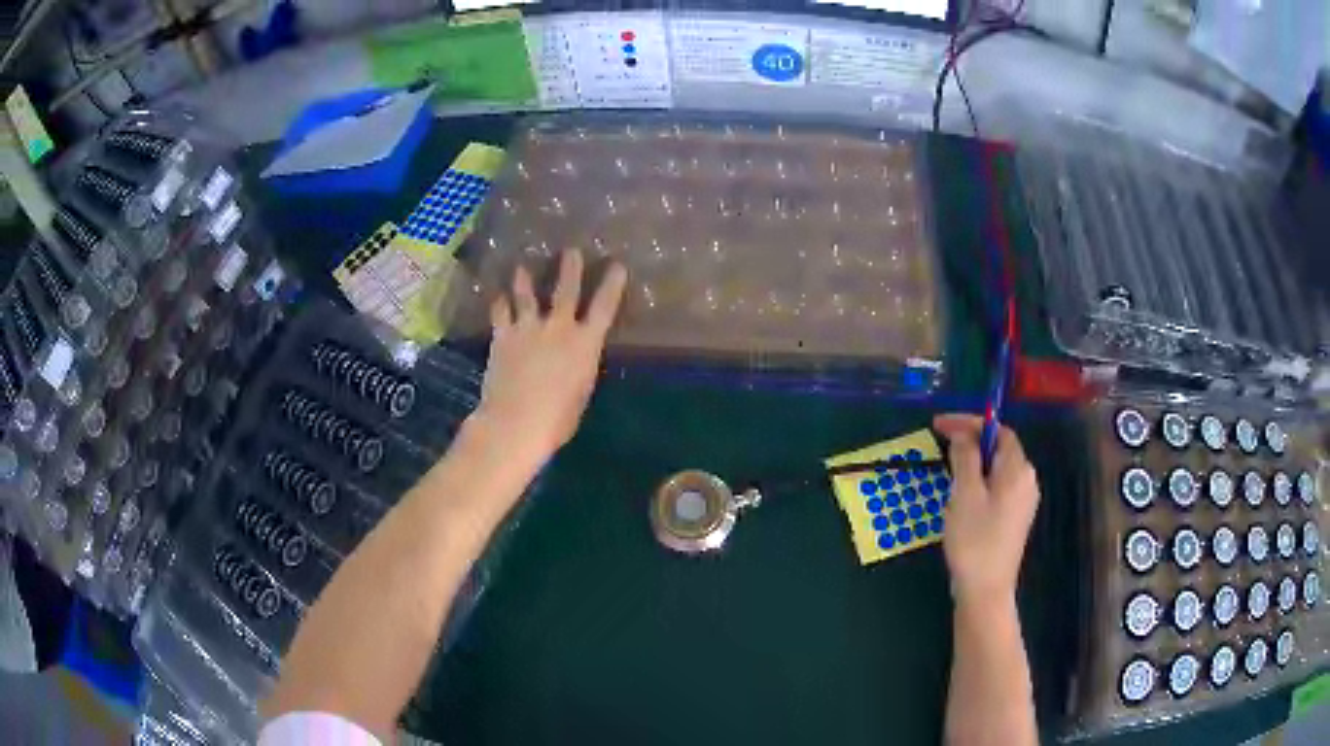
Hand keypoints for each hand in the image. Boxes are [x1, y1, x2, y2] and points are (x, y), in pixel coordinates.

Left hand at [475, 249, 627, 464]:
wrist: (516, 421)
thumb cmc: (557, 420)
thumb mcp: (581, 393)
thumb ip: (579, 368)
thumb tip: (574, 360)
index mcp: (586, 344)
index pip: (604, 307)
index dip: (612, 284)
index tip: (617, 265)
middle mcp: (559, 328)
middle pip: (566, 290)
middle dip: (570, 268)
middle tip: (571, 250)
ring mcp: (528, 328)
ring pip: (527, 295)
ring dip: (525, 279)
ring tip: (521, 267)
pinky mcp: (503, 336)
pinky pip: (500, 312)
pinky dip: (500, 303)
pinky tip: (497, 297)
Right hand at [933, 414, 1039, 607]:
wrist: (986, 590)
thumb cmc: (975, 540)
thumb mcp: (964, 494)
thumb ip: (965, 457)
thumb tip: (963, 434)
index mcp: (1018, 469)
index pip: (997, 431)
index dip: (969, 422)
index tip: (939, 424)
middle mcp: (1027, 480)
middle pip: (999, 448)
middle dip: (970, 441)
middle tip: (941, 445)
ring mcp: (1023, 501)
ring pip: (997, 469)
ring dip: (973, 462)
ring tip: (947, 469)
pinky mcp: (1015, 518)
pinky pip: (998, 487)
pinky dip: (980, 481)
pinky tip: (962, 495)